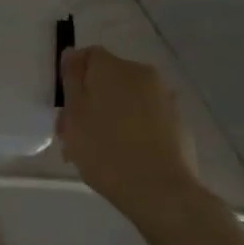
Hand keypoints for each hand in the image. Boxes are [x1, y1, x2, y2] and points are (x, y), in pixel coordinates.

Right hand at [56, 47, 198, 216]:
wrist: (159, 190)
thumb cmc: (105, 150)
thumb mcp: (74, 115)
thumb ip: (72, 80)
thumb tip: (72, 54)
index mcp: (114, 68)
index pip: (88, 55)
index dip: (73, 77)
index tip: (65, 105)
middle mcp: (143, 74)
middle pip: (108, 78)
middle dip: (91, 100)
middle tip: (75, 133)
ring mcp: (165, 98)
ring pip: (127, 99)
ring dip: (111, 115)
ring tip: (97, 150)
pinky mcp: (178, 122)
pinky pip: (146, 117)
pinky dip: (132, 128)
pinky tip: (123, 156)